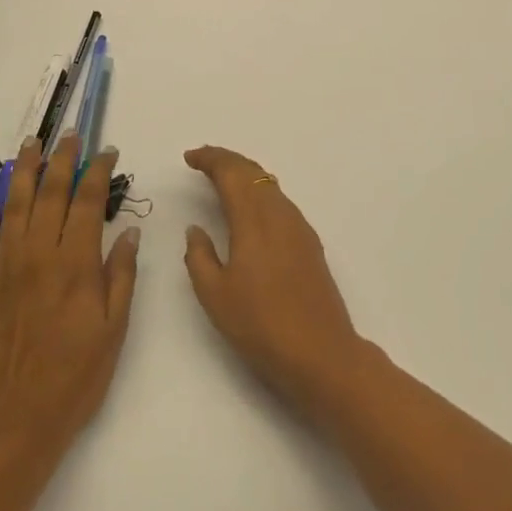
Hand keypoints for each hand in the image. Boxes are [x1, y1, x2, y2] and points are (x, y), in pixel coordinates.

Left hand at [0, 136, 139, 460]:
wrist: (14, 426)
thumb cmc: (76, 379)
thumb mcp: (115, 330)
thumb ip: (121, 276)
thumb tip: (129, 231)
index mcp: (76, 265)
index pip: (89, 202)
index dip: (99, 171)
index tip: (107, 151)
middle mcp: (39, 256)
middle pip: (51, 194)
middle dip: (63, 160)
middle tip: (70, 135)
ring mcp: (4, 271)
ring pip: (13, 208)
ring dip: (22, 172)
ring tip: (29, 144)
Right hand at [182, 146, 365, 420]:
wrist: (321, 352)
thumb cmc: (260, 324)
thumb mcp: (215, 295)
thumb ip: (199, 256)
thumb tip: (196, 228)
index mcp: (253, 219)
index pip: (231, 173)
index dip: (210, 159)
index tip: (190, 157)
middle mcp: (279, 213)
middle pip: (253, 172)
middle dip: (227, 161)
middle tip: (203, 161)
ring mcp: (299, 226)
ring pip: (269, 185)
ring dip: (245, 176)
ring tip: (223, 181)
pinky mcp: (310, 242)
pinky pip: (280, 202)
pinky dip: (260, 193)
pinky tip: (252, 210)